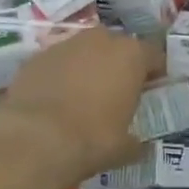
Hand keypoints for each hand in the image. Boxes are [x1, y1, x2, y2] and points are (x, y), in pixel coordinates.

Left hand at [0, 28, 162, 180]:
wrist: (33, 140)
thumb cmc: (91, 139)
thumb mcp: (124, 149)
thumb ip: (136, 141)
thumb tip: (139, 145)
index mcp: (131, 55)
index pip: (154, 56)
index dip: (155, 73)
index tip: (152, 90)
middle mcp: (100, 40)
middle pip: (118, 48)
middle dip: (120, 66)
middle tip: (118, 93)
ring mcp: (65, 45)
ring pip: (85, 52)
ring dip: (88, 68)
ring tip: (83, 97)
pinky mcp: (36, 57)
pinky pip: (57, 63)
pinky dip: (60, 76)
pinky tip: (55, 101)